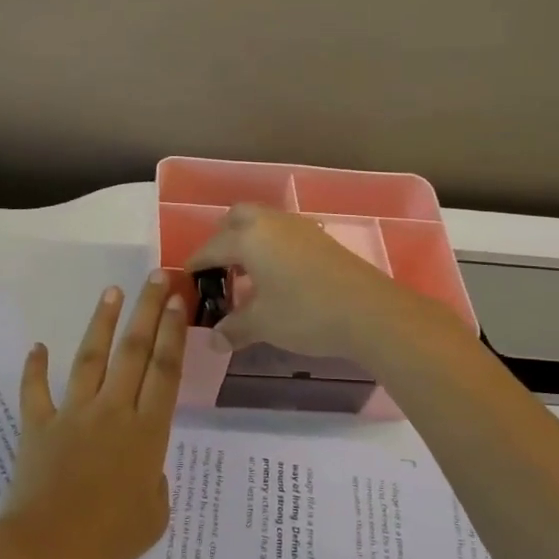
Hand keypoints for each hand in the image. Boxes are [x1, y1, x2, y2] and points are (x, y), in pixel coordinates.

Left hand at [0, 272, 187, 558]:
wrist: (48, 550)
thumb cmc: (109, 540)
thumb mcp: (154, 516)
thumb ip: (154, 483)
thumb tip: (143, 466)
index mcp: (146, 432)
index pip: (165, 371)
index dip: (173, 333)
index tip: (178, 301)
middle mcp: (113, 411)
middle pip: (134, 351)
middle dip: (148, 311)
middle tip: (156, 278)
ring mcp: (73, 414)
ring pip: (90, 357)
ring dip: (102, 322)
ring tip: (112, 292)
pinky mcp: (39, 424)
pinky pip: (36, 390)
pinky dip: (35, 368)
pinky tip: (38, 347)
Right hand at [186, 203, 429, 360]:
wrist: (370, 312)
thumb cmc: (305, 313)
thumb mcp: (263, 324)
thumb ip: (234, 328)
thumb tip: (214, 340)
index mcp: (249, 238)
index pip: (212, 247)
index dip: (196, 264)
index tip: (187, 279)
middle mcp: (272, 223)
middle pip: (237, 218)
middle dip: (223, 239)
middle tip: (219, 268)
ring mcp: (301, 228)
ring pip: (264, 223)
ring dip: (250, 242)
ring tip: (247, 275)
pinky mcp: (322, 240)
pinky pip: (284, 234)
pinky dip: (272, 248)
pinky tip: (277, 277)